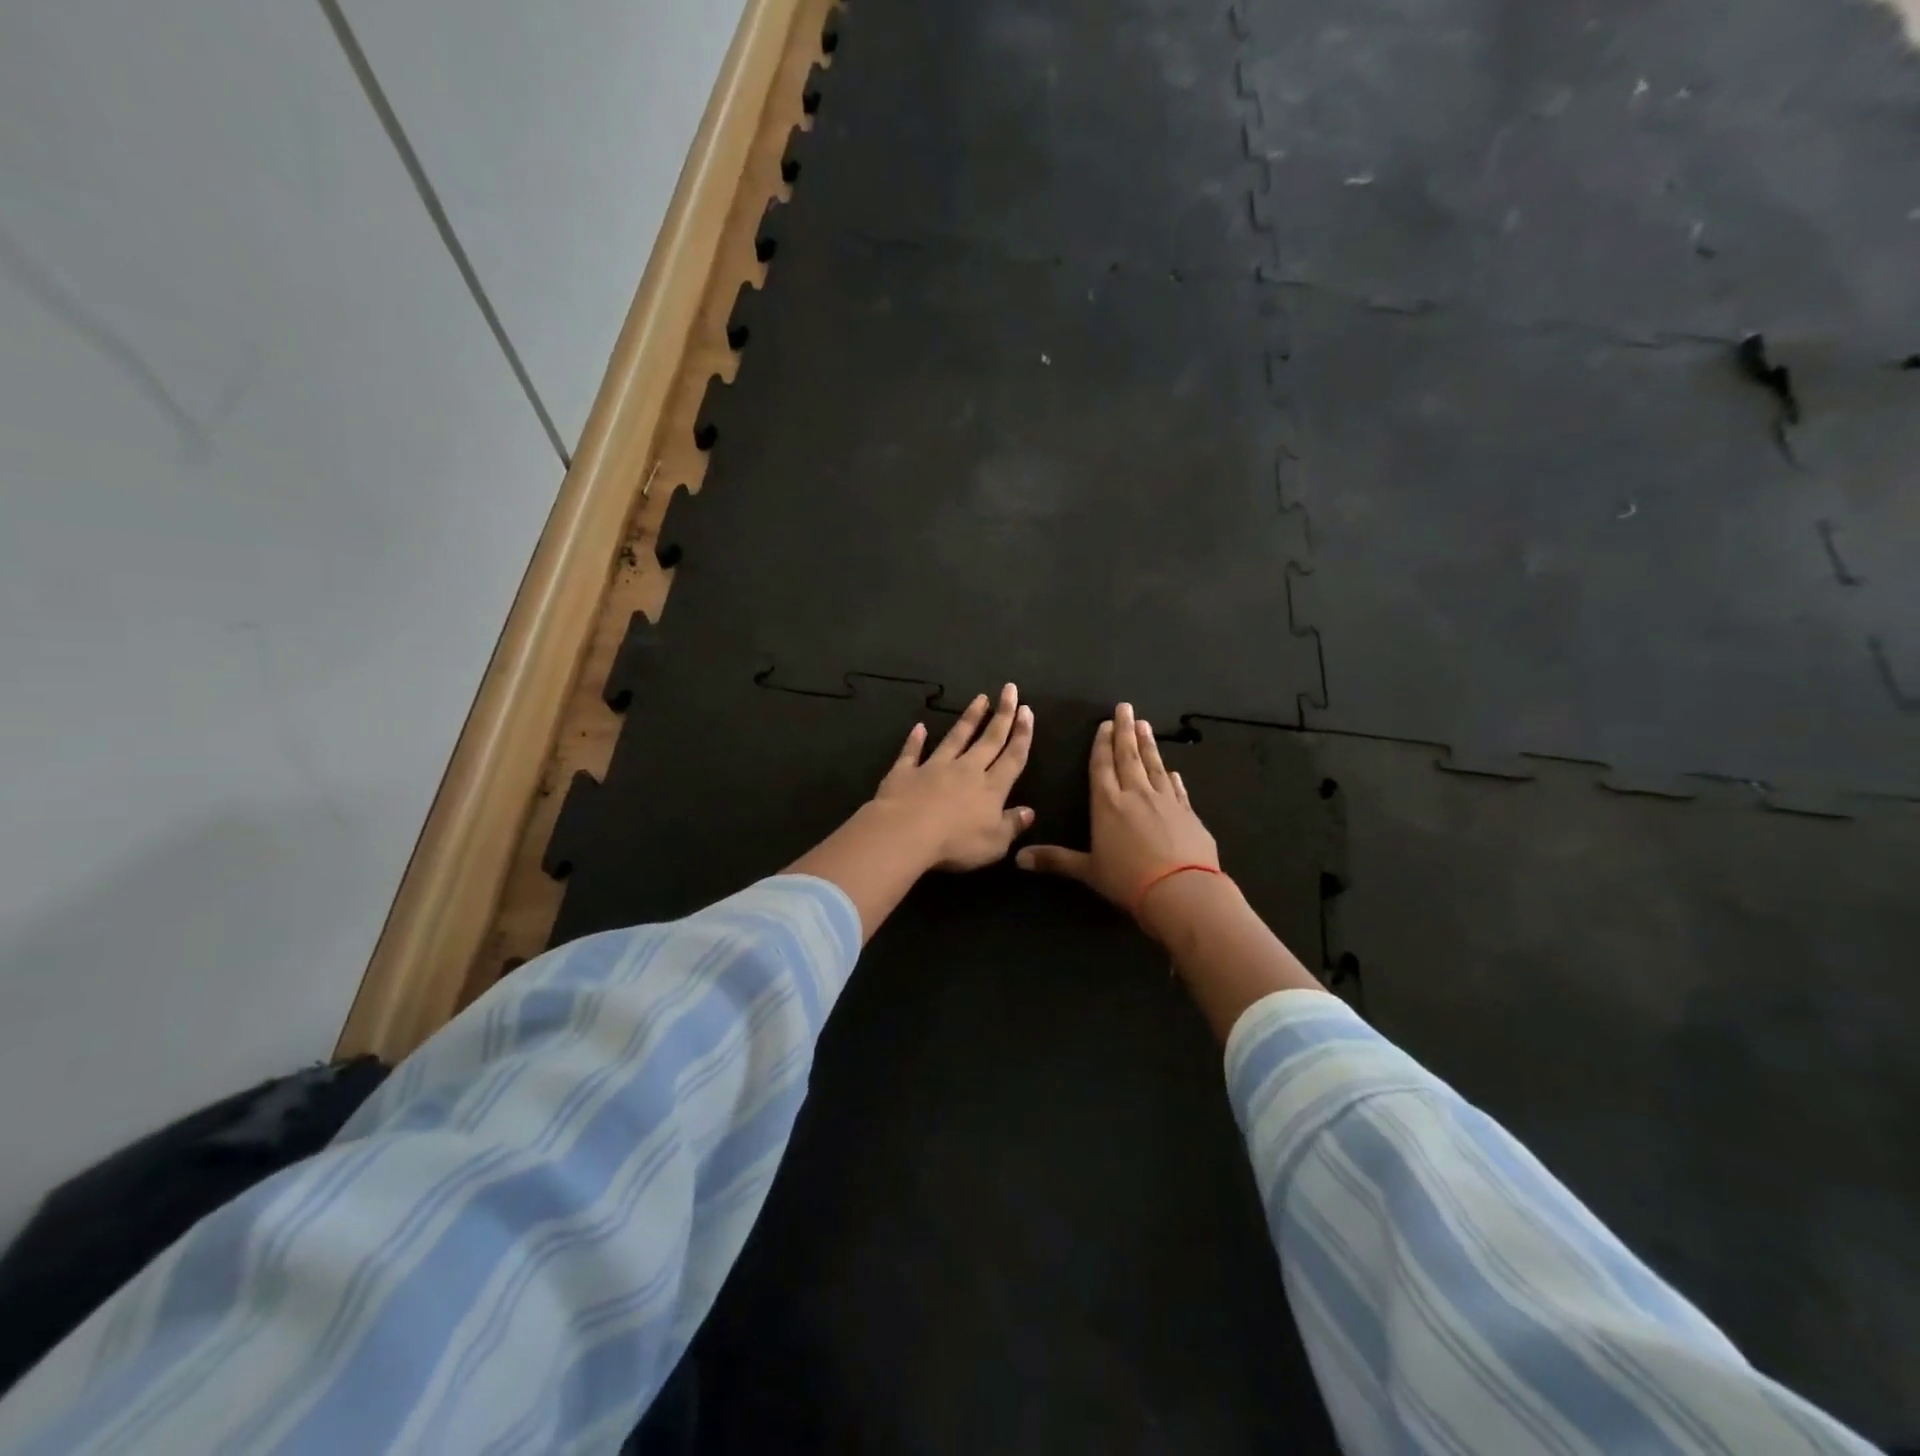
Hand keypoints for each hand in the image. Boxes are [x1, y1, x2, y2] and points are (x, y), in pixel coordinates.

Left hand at [871, 683, 1035, 870]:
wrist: (906, 833)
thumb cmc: (955, 843)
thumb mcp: (994, 843)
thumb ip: (1012, 825)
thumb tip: (1029, 811)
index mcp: (991, 788)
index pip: (1012, 757)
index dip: (1022, 734)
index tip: (1027, 711)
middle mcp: (966, 770)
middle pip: (988, 739)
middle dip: (1002, 714)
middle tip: (1010, 689)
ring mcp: (934, 767)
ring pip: (956, 738)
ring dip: (969, 718)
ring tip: (980, 698)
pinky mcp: (905, 772)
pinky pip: (912, 752)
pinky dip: (915, 740)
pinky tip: (919, 727)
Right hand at [1016, 702, 1219, 925]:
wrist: (1182, 890)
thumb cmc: (1128, 880)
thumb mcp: (1088, 871)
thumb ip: (1055, 860)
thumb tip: (1017, 859)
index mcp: (1107, 804)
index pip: (1102, 767)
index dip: (1102, 744)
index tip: (1105, 724)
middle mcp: (1136, 795)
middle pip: (1129, 756)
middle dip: (1125, 731)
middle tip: (1126, 708)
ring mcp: (1166, 801)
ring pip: (1154, 766)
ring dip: (1148, 745)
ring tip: (1145, 725)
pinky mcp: (1189, 813)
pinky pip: (1178, 789)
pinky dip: (1172, 777)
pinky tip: (1172, 770)